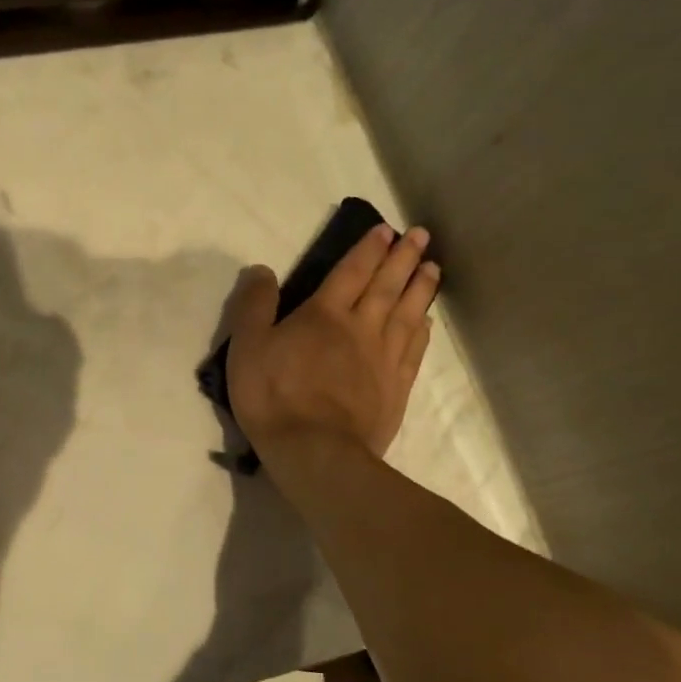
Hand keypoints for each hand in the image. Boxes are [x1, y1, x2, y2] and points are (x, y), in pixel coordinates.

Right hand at [224, 222, 440, 459]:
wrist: (315, 451)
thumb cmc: (274, 396)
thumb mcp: (247, 346)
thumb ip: (254, 305)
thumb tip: (262, 269)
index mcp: (324, 314)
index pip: (351, 272)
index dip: (367, 249)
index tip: (385, 230)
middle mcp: (361, 327)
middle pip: (386, 286)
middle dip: (403, 258)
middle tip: (421, 236)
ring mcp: (383, 358)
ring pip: (407, 313)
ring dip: (420, 288)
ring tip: (433, 268)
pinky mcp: (396, 387)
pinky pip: (414, 350)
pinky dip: (422, 329)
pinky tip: (427, 321)